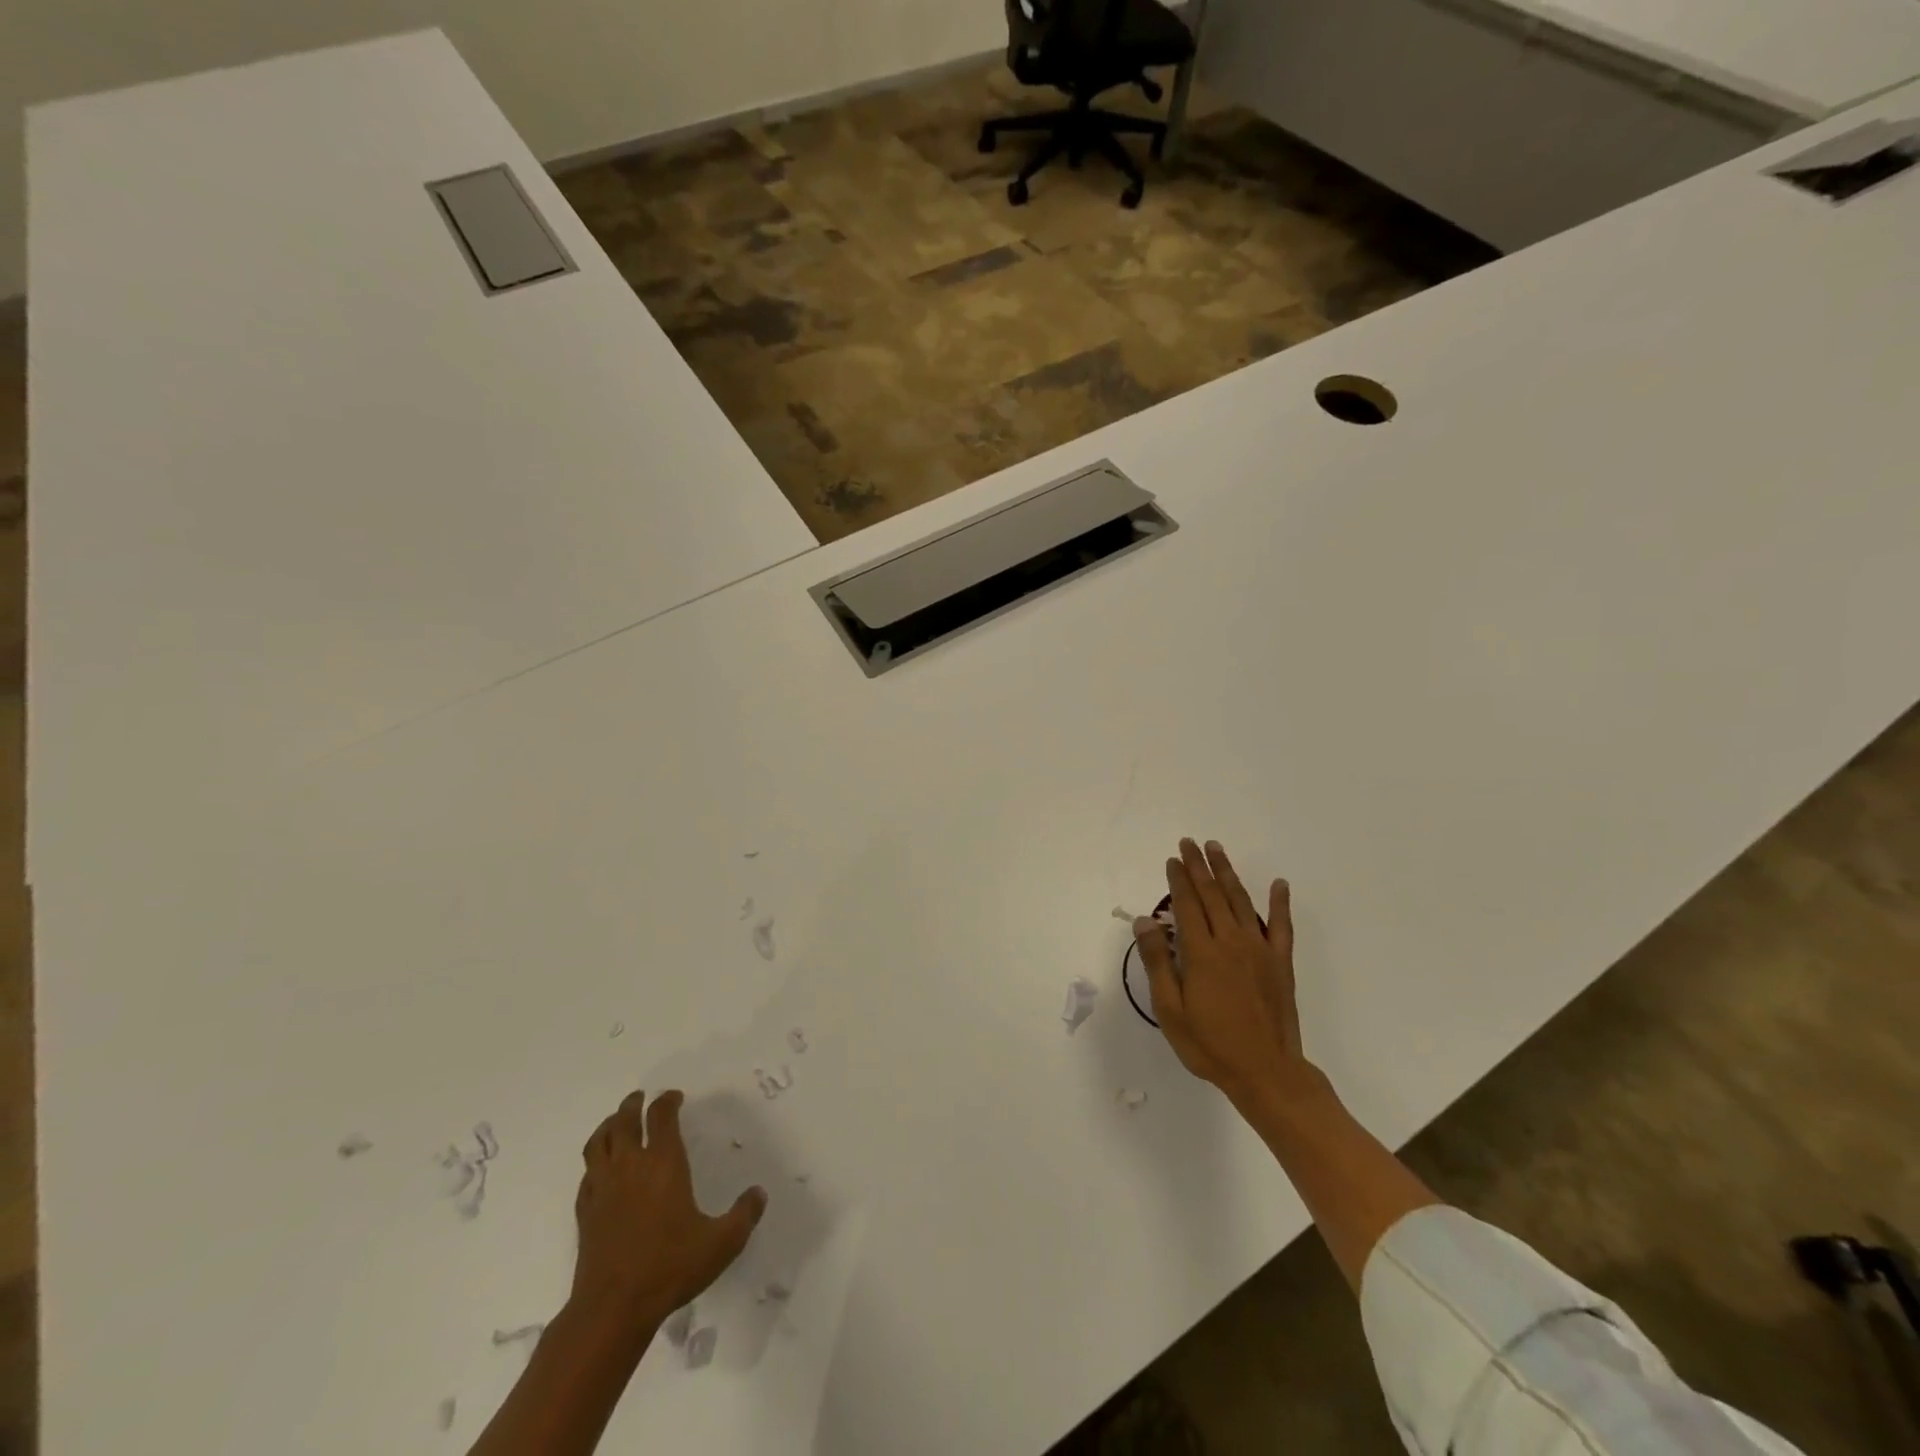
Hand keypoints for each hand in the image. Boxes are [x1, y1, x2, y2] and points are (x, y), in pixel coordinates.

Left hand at [571, 1089, 766, 1330]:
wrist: (613, 1309)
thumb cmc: (670, 1268)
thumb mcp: (721, 1243)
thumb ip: (744, 1215)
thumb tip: (759, 1194)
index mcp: (664, 1164)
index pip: (662, 1117)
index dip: (668, 1101)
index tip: (675, 1097)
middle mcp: (631, 1166)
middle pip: (624, 1121)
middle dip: (633, 1105)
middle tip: (639, 1098)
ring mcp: (603, 1189)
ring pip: (598, 1143)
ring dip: (607, 1126)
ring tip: (615, 1122)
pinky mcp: (585, 1213)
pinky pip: (586, 1175)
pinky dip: (594, 1163)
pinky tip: (600, 1170)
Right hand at [1134, 839, 1314, 1110]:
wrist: (1266, 1073)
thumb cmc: (1210, 1045)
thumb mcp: (1170, 1009)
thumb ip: (1158, 962)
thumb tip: (1145, 921)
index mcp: (1202, 953)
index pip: (1186, 905)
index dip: (1178, 879)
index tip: (1172, 859)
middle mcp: (1231, 942)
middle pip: (1212, 895)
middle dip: (1199, 867)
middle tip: (1190, 843)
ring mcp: (1260, 950)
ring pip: (1242, 901)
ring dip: (1228, 873)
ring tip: (1217, 850)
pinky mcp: (1281, 963)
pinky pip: (1282, 926)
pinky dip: (1280, 903)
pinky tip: (1279, 884)